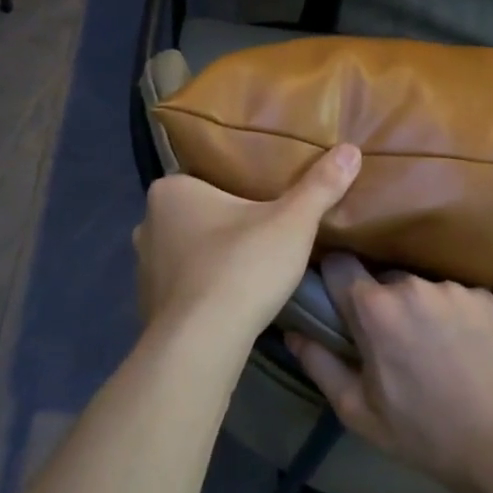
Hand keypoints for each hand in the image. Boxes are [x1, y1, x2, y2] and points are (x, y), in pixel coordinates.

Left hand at [134, 144, 361, 341]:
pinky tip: (227, 301)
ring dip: (211, 258)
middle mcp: (147, 222)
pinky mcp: (148, 303)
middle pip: (196, 215)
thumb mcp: (292, 223)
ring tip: (249, 269)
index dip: (238, 189)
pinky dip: (201, 289)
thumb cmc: (243, 268)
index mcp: (171, 190)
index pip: (207, 178)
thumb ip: (320, 186)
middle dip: (225, 224)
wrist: (202, 343)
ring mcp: (142, 266)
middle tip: (264, 235)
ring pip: (186, 251)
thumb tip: (350, 150)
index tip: (265, 203)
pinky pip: (181, 286)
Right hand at [286, 255, 492, 492]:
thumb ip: (319, 364)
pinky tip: (466, 352)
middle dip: (381, 306)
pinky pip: (457, 299)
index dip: (333, 281)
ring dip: (419, 312)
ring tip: (435, 353)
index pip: (338, 264)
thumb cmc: (422, 432)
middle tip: (391, 346)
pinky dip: (454, 318)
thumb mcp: (357, 409)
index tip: (337, 304)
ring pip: (421, 291)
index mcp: (374, 308)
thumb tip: (292, 333)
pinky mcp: (489, 299)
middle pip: (382, 281)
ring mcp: (454, 290)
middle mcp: (412, 285)